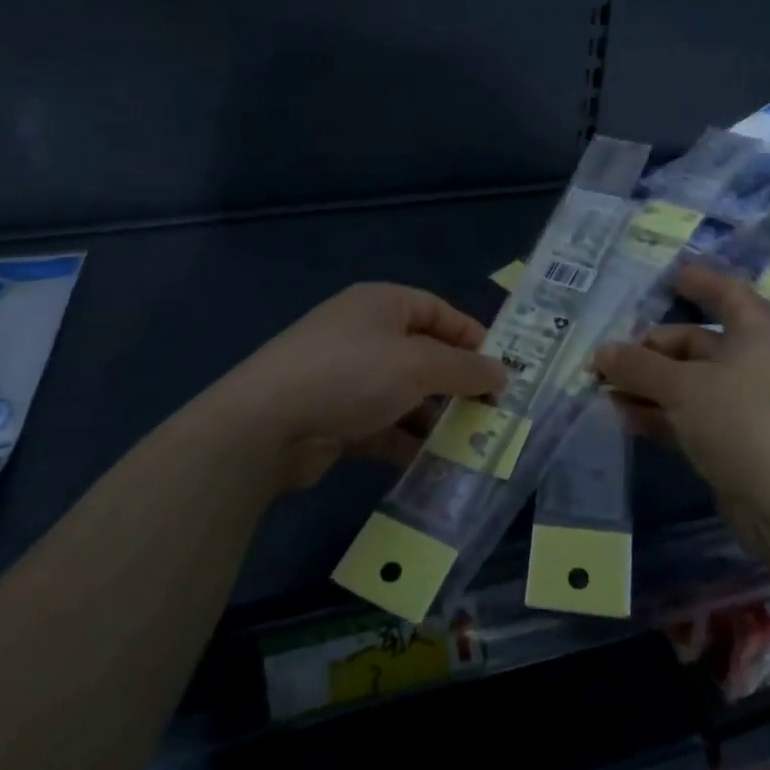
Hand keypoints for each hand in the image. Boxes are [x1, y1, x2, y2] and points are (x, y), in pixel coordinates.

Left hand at [208, 283, 506, 492]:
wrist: (267, 427)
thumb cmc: (351, 374)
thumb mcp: (418, 365)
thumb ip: (464, 369)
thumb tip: (501, 373)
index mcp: (382, 304)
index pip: (438, 311)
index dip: (472, 336)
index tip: (502, 367)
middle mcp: (365, 335)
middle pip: (424, 354)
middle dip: (457, 383)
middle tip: (494, 411)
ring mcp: (348, 377)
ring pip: (406, 394)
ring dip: (436, 417)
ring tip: (472, 443)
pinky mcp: (338, 418)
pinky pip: (385, 425)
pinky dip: (408, 441)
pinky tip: (435, 465)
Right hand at [592, 264, 769, 510]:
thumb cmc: (742, 421)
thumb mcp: (683, 386)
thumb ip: (638, 366)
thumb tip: (602, 353)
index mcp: (754, 335)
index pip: (727, 293)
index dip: (699, 281)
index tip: (667, 277)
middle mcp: (750, 364)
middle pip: (694, 343)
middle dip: (649, 349)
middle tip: (607, 360)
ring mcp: (742, 406)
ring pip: (686, 383)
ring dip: (647, 383)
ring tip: (604, 389)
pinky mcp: (732, 442)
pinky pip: (688, 416)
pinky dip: (658, 413)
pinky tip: (625, 416)